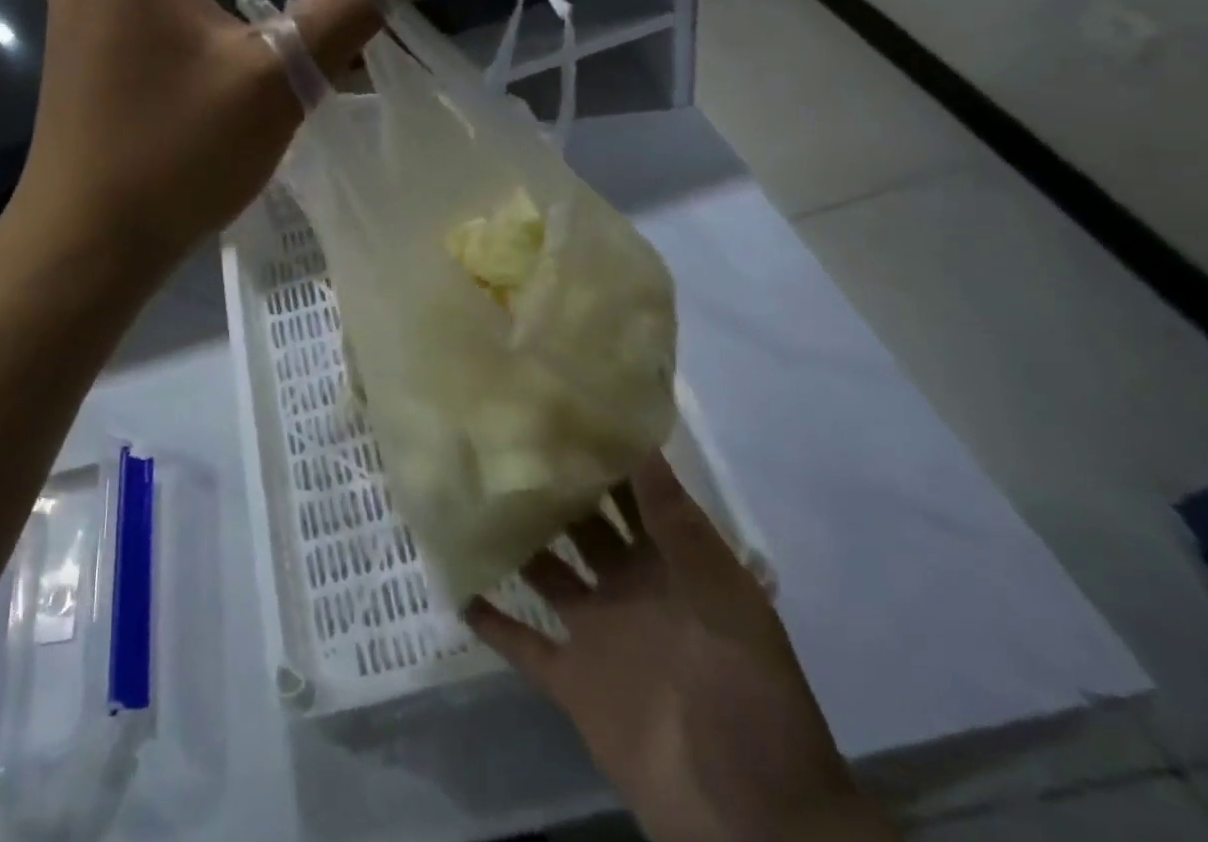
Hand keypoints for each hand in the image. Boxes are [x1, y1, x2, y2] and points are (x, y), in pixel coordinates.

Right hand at [467, 456, 896, 841]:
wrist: (752, 823)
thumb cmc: (749, 699)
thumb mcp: (726, 604)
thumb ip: (679, 527)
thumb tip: (641, 443)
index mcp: (669, 566)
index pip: (632, 494)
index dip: (602, 454)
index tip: (559, 408)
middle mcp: (627, 587)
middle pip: (580, 524)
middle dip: (550, 487)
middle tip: (498, 437)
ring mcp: (596, 633)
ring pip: (544, 571)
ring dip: (514, 541)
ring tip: (468, 494)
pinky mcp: (570, 680)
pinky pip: (521, 642)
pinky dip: (490, 618)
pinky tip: (455, 583)